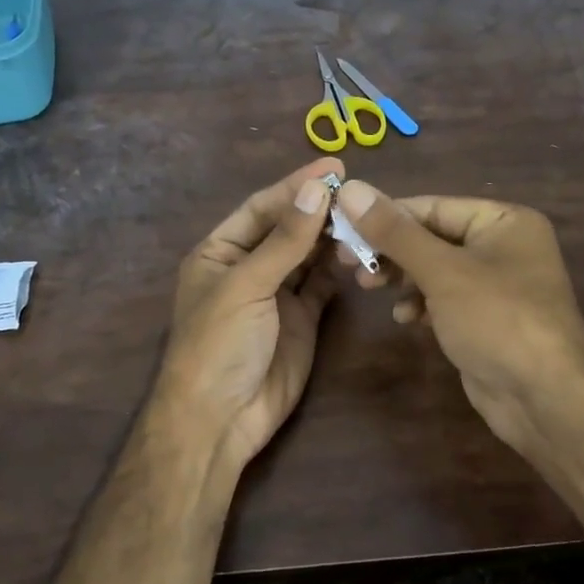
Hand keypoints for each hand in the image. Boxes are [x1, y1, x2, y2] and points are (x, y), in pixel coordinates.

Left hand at [153, 159, 341, 471]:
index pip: (261, 208)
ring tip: (364, 218)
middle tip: (359, 192)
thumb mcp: (247, 285)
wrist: (221, 418)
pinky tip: (359, 251)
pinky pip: (321, 285)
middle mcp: (248, 267)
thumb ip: (284, 239)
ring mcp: (275, 294)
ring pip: (308, 255)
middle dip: (318, 209)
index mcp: (219, 252)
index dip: (295, 185)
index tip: (335, 166)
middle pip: (287, 228)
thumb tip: (318, 188)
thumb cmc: (219, 343)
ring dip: (332, 237)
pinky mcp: (301, 319)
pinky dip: (337, 268)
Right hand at [334, 180, 583, 455]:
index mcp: (504, 221)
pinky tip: (405, 318)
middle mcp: (504, 246)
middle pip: (432, 237)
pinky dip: (422, 304)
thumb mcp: (442, 271)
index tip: (342, 227)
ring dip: (402, 278)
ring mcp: (497, 285)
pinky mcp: (486, 319)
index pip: (433, 206)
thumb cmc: (497, 320)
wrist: (543, 398)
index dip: (385, 215)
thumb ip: (395, 232)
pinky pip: (445, 299)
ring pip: (435, 270)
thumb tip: (349, 189)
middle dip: (391, 251)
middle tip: (348, 262)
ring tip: (369, 287)